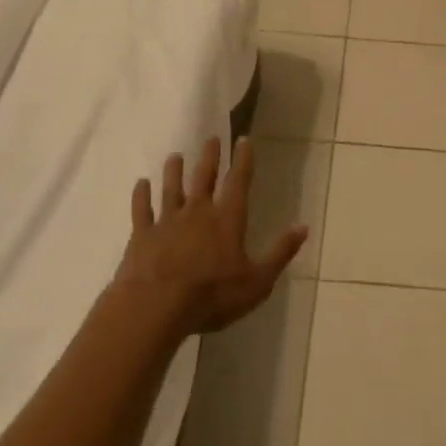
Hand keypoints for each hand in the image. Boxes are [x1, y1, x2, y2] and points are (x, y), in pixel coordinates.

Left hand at [113, 137, 305, 338]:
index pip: (238, 182)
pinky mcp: (143, 235)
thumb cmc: (211, 295)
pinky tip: (141, 183)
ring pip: (172, 188)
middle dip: (210, 157)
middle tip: (212, 138)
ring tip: (175, 156)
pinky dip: (141, 195)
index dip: (243, 160)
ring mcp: (167, 221)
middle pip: (204, 177)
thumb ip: (280, 252)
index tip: (244, 139)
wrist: (155, 307)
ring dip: (174, 171)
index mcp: (227, 219)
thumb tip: (304, 226)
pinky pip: (142, 210)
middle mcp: (198, 211)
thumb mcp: (257, 281)